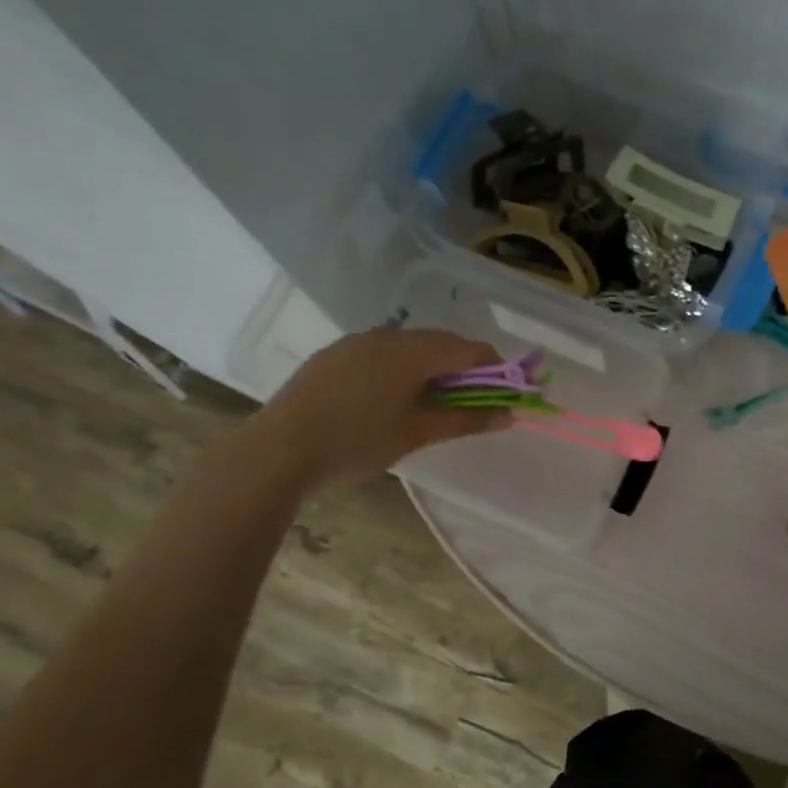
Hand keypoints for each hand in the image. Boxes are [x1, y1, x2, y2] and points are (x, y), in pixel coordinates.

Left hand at [250, 327, 511, 491]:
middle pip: (441, 343)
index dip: (495, 368)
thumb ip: (467, 420)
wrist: (278, 451)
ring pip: (410, 346)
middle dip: (464, 368)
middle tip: (473, 403)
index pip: (470, 349)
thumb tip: (509, 415)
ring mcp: (356, 342)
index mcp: (413, 351)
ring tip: (433, 403)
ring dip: (432, 367)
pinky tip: (392, 398)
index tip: (507, 393)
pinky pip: (382, 352)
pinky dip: (402, 368)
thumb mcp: (418, 434)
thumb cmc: (357, 443)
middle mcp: (387, 336)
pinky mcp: (335, 355)